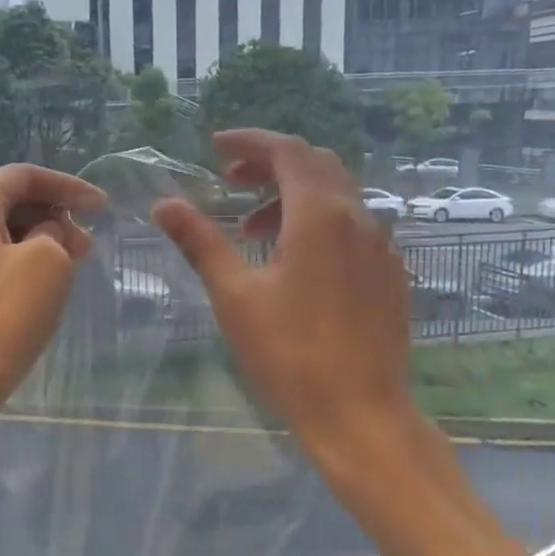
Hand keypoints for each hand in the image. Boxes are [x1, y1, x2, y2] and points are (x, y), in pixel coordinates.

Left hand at [0, 163, 106, 417]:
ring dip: (37, 242)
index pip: (24, 175)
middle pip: (7, 202)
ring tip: (70, 267)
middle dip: (53, 215)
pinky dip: (17, 264)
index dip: (68, 186)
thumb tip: (45, 234)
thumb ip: (55, 233)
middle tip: (87, 245)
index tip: (102, 208)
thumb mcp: (47, 264)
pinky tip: (38, 289)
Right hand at [153, 129, 416, 470]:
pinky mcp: (390, 273)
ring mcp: (382, 246)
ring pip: (336, 196)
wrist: (361, 414)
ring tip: (252, 228)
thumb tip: (164, 204)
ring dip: (292, 196)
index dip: (250, 141)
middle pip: (315, 165)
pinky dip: (318, 221)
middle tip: (230, 180)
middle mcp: (359, 218)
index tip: (216, 146)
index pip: (287, 151)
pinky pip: (353, 226)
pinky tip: (295, 259)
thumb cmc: (290, 354)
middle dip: (270, 164)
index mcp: (320, 215)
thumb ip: (201, 241)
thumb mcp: (235, 295)